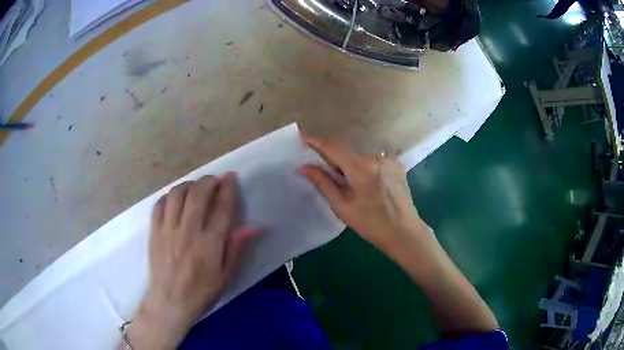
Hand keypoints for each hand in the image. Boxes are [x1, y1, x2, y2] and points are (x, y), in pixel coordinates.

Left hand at [126, 173, 257, 349]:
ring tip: (195, 187)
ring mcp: (167, 230)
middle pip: (197, 194)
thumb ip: (237, 248)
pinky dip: (169, 196)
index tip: (231, 176)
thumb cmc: (202, 292)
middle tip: (215, 180)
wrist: (170, 303)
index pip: (221, 208)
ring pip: (177, 194)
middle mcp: (188, 232)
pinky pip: (159, 204)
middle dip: (208, 180)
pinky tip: (175, 199)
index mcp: (209, 245)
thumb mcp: (226, 276)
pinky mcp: (154, 232)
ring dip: (188, 185)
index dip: (228, 188)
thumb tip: (254, 226)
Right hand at [301, 135, 499, 335]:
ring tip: (352, 188)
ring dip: (351, 167)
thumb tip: (305, 167)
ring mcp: (389, 160)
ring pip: (361, 158)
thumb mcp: (343, 207)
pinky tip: (368, 185)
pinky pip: (375, 162)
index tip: (303, 137)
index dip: (317, 143)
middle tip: (326, 176)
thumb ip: (324, 183)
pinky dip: (366, 169)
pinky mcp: (397, 166)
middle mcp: (376, 157)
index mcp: (361, 167)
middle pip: (348, 154)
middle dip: (335, 162)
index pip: (333, 149)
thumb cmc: (371, 224)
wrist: (404, 232)